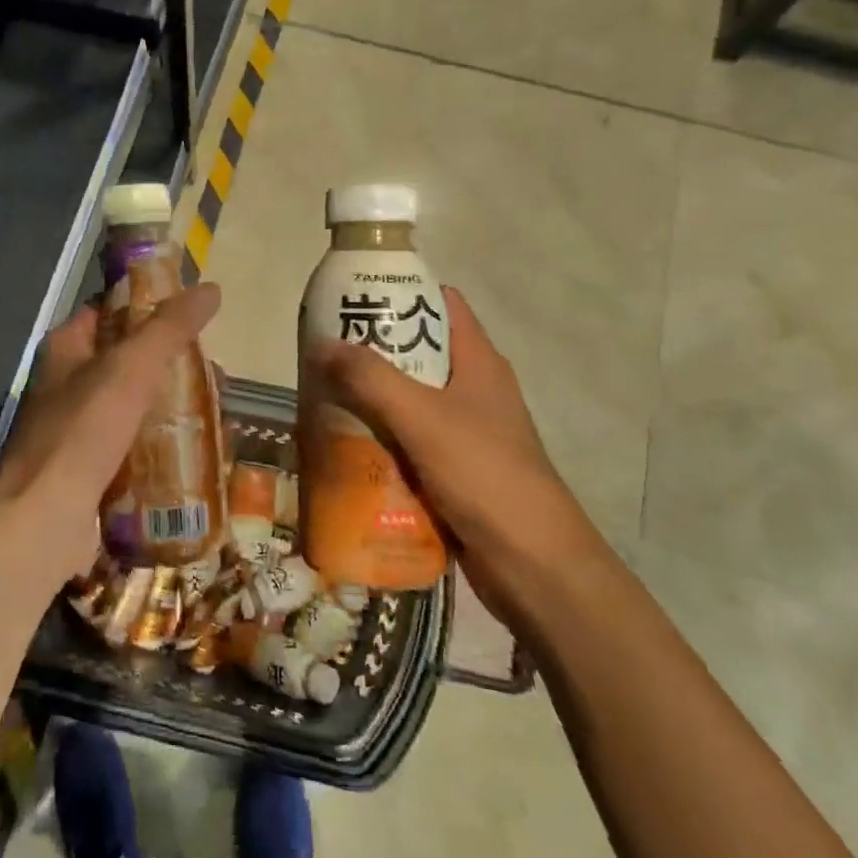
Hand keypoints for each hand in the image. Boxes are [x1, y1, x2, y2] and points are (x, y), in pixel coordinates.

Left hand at [0, 283, 221, 597]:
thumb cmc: (81, 433)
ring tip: (217, 411)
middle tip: (217, 372)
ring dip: (174, 405)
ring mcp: (79, 428)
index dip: (150, 304)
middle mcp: (68, 382)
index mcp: (66, 347)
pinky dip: (165, 444)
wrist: (41, 523)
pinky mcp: (93, 468)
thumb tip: (211, 289)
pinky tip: (198, 449)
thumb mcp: (129, 369)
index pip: (111, 309)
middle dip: (174, 363)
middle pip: (130, 359)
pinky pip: (137, 445)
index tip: (196, 313)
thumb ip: (169, 328)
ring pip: (137, 404)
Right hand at [310, 286, 605, 620]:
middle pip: (417, 353)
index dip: (401, 292)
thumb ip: (371, 379)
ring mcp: (465, 433)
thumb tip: (322, 344)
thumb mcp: (423, 418)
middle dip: (371, 350)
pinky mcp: (454, 470)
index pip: (441, 304)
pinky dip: (379, 439)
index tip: (354, 295)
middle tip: (324, 351)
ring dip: (370, 399)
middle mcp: (473, 390)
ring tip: (323, 396)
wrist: (534, 566)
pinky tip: (344, 446)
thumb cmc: (485, 475)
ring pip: (408, 401)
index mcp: (478, 362)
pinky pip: (408, 442)